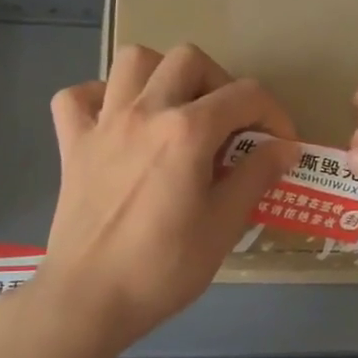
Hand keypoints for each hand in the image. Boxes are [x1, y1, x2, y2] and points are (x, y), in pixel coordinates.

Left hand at [38, 44, 298, 347]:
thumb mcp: (224, 225)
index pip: (245, 96)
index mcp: (187, 131)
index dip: (274, 115)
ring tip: (176, 110)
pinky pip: (78, 97)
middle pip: (189, 60)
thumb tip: (286, 147)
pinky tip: (118, 122)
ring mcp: (102, 123)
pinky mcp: (72, 143)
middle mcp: (144, 111)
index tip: (281, 146)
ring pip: (133, 61)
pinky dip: (101, 98)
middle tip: (229, 126)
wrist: (90, 298)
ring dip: (163, 75)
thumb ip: (256, 175)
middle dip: (221, 83)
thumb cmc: (164, 268)